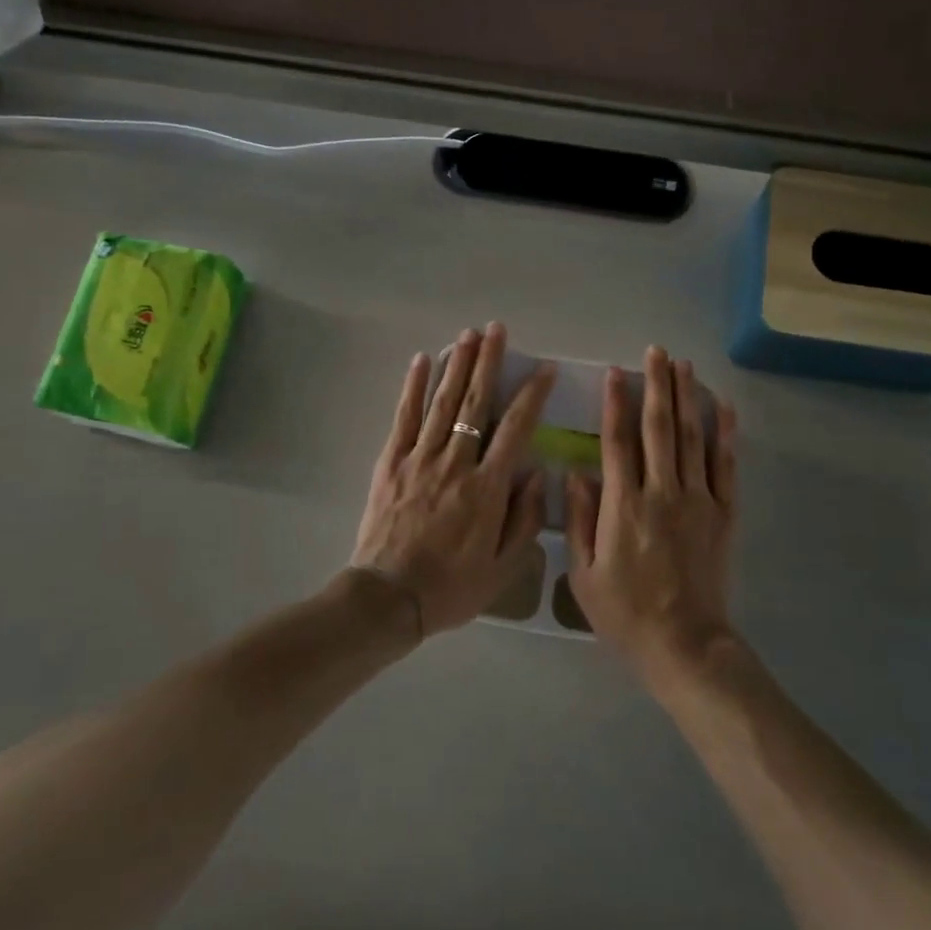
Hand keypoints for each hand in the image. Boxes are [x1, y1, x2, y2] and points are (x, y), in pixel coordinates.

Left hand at [351, 324, 555, 636]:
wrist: (388, 599)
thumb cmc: (451, 587)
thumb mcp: (503, 567)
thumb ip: (524, 518)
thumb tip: (535, 474)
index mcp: (487, 488)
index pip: (516, 429)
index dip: (531, 395)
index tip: (542, 369)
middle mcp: (455, 463)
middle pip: (476, 403)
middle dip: (488, 362)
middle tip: (496, 329)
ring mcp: (420, 459)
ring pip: (442, 402)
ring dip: (457, 365)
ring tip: (468, 334)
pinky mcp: (392, 463)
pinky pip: (405, 417)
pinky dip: (414, 387)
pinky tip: (422, 361)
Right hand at [567, 348, 738, 686]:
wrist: (685, 646)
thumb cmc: (626, 615)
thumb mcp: (584, 574)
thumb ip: (580, 520)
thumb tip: (575, 473)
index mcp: (623, 506)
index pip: (618, 441)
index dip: (616, 403)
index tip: (615, 372)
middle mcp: (662, 492)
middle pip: (659, 427)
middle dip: (656, 386)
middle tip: (656, 352)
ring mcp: (698, 500)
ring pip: (692, 437)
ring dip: (687, 397)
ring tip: (683, 365)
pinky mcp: (724, 514)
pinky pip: (725, 465)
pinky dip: (725, 433)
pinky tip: (723, 407)